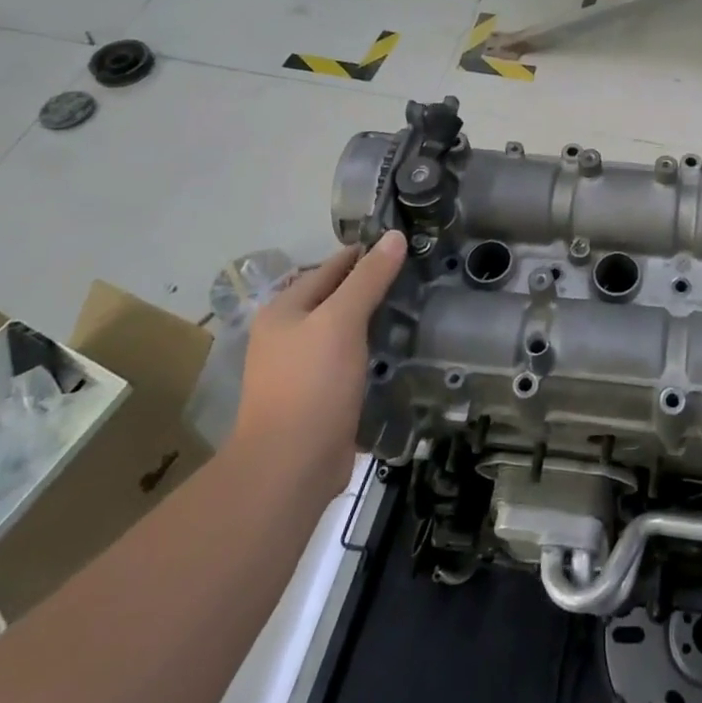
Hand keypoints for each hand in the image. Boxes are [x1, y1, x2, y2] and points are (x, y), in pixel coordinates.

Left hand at [231, 230, 407, 504]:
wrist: (290, 467)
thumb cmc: (312, 384)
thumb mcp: (342, 321)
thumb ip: (368, 278)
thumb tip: (394, 236)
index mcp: (284, 310)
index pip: (330, 267)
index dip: (364, 254)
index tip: (404, 244)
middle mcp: (287, 335)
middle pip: (335, 298)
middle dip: (371, 287)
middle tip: (417, 275)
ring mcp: (301, 369)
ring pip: (344, 331)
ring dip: (373, 321)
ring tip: (415, 308)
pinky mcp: (318, 397)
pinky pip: (350, 361)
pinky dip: (371, 351)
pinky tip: (398, 350)